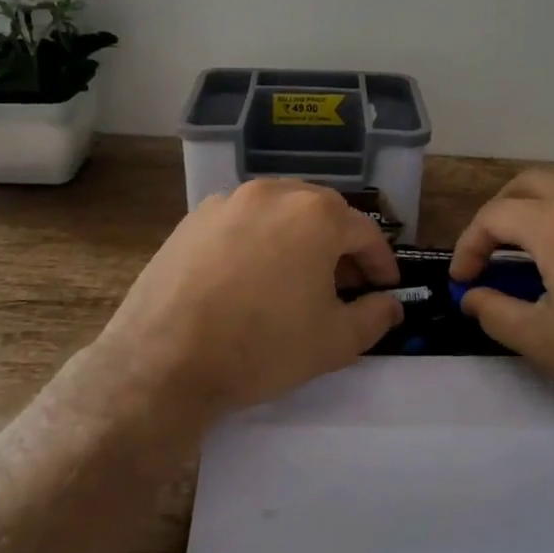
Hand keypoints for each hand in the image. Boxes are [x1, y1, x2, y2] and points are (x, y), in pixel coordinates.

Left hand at [92, 179, 402, 424]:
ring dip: (298, 239)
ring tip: (297, 279)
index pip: (366, 233)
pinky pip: (241, 222)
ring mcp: (228, 201)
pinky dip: (258, 241)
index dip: (380, 264)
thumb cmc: (262, 346)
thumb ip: (374, 317)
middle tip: (344, 285)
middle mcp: (274, 193)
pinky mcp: (193, 218)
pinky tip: (250, 277)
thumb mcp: (334, 342)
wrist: (164, 359)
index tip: (385, 288)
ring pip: (279, 213)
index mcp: (316, 214)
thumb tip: (390, 305)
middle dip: (340, 247)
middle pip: (323, 213)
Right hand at [450, 164, 553, 426]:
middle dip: (497, 212)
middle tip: (489, 251)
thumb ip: (496, 313)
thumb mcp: (545, 342)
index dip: (468, 246)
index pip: (493, 216)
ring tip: (528, 235)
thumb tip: (471, 296)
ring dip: (536, 198)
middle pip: (527, 183)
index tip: (463, 281)